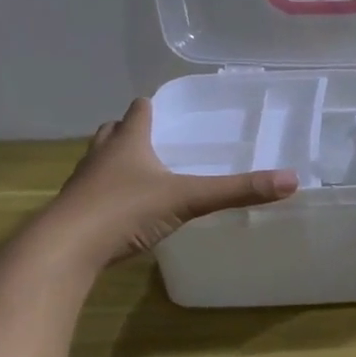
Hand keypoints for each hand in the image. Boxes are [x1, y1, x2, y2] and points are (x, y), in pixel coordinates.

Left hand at [44, 98, 297, 264]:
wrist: (65, 249)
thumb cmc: (125, 210)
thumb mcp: (188, 199)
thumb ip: (237, 191)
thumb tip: (291, 180)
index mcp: (127, 143)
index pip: (138, 111)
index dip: (151, 107)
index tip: (164, 108)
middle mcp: (101, 157)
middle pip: (113, 133)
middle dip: (130, 132)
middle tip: (155, 140)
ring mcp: (84, 185)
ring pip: (100, 163)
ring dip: (117, 163)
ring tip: (141, 174)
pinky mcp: (75, 214)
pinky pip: (95, 196)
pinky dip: (110, 196)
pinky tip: (126, 212)